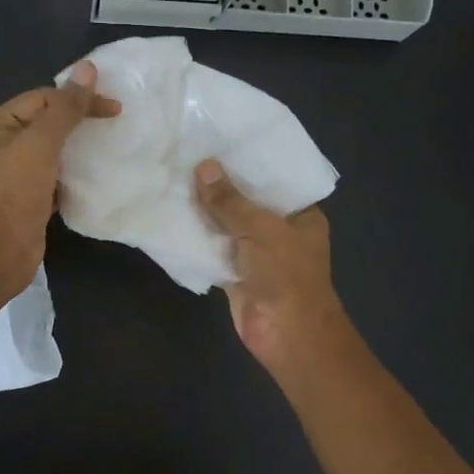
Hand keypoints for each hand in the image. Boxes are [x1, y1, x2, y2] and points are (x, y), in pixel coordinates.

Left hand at [0, 62, 119, 295]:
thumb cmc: (14, 194)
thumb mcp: (41, 144)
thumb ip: (65, 108)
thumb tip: (88, 69)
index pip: (41, 99)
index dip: (77, 99)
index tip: (114, 110)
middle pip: (44, 123)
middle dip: (77, 123)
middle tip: (112, 125)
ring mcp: (10, 176)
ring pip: (49, 152)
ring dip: (75, 150)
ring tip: (105, 149)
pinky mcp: (24, 200)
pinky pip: (51, 178)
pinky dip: (70, 175)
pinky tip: (90, 178)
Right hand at [194, 159, 348, 373]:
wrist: (286, 333)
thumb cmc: (286, 274)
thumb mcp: (260, 228)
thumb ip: (229, 201)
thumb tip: (203, 166)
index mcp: (300, 214)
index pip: (275, 180)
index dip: (249, 162)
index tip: (220, 140)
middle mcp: (280, 230)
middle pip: (247, 202)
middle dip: (221, 186)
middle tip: (188, 154)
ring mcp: (257, 254)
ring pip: (227, 226)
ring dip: (205, 212)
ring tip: (174, 178)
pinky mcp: (236, 274)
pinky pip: (214, 250)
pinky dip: (197, 239)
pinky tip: (173, 217)